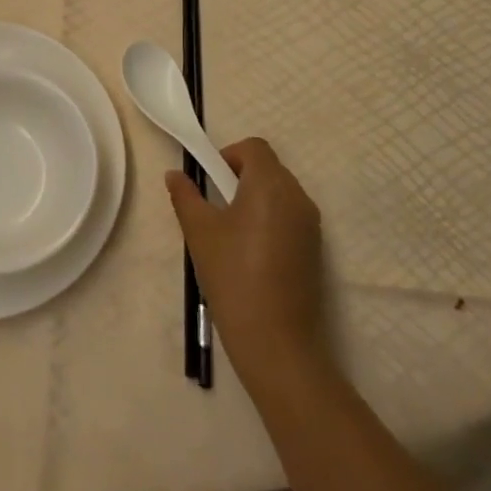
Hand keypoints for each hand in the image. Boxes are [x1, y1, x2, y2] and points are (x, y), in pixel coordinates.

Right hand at [165, 138, 326, 393]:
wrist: (277, 342)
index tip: (210, 182)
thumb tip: (175, 174)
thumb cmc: (233, 276)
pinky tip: (250, 254)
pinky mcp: (315, 249)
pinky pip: (289, 217)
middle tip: (215, 207)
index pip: (254, 147)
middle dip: (240, 177)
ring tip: (230, 234)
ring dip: (255, 199)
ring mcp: (311, 224)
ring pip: (279, 193)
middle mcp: (297, 196)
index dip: (228, 155)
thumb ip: (185, 196)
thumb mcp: (199, 232)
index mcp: (270, 184)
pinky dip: (269, 220)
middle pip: (268, 168)